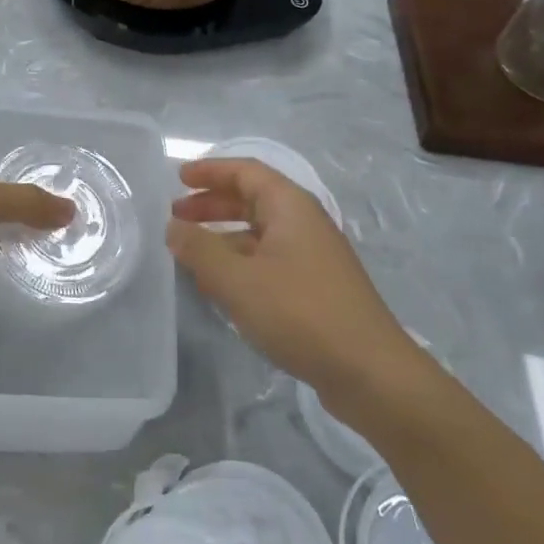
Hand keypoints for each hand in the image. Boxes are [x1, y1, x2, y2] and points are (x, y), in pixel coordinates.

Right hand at [167, 158, 415, 395]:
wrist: (370, 372)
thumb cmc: (300, 313)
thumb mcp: (238, 280)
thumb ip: (200, 250)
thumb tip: (173, 228)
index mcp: (290, 206)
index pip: (246, 171)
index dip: (211, 170)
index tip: (178, 178)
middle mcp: (304, 223)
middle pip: (253, 199)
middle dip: (212, 204)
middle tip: (176, 216)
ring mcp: (313, 256)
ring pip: (260, 233)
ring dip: (224, 236)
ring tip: (190, 252)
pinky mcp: (316, 288)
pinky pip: (269, 260)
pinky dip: (240, 262)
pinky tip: (221, 286)